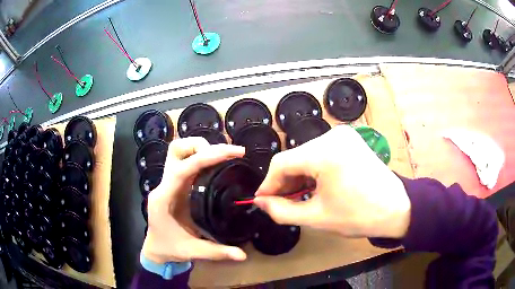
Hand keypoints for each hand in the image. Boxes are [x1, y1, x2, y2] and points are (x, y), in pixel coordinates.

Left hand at [142, 137, 246, 263]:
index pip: (182, 169)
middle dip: (201, 146)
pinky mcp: (175, 184)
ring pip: (179, 151)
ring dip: (200, 148)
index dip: (205, 157)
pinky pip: (186, 162)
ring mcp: (168, 182)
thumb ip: (217, 252)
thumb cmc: (169, 248)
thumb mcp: (192, 252)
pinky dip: (201, 157)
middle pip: (176, 150)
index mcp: (164, 198)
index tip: (230, 153)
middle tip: (226, 154)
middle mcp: (164, 185)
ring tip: (223, 155)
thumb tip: (243, 255)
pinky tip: (216, 164)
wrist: (156, 248)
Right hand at [254, 125, 410, 238]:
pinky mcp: (349, 139)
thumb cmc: (359, 215)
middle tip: (281, 202)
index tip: (262, 200)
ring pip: (306, 154)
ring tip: (298, 196)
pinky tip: (314, 185)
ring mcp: (343, 135)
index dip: (268, 184)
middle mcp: (332, 136)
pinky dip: (313, 169)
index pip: (281, 163)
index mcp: (325, 153)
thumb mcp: (317, 217)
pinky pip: (321, 152)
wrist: (397, 207)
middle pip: (294, 157)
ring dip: (298, 175)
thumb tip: (261, 203)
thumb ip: (281, 211)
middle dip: (284, 181)